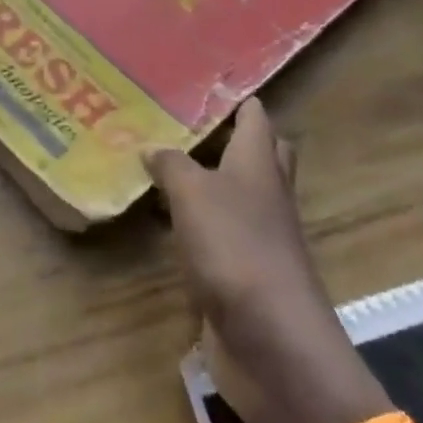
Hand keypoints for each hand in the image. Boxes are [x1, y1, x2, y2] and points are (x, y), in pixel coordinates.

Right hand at [149, 99, 382, 422]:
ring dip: (207, 180)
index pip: (256, 117)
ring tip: (162, 163)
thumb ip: (171, 165)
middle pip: (257, 154)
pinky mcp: (243, 270)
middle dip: (228, 136)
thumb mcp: (193, 194)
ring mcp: (258, 235)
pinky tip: (166, 220)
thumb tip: (152, 147)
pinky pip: (218, 232)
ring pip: (236, 194)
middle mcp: (265, 194)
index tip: (203, 83)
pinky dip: (196, 221)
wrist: (270, 338)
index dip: (236, 98)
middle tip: (182, 124)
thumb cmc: (235, 248)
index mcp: (259, 164)